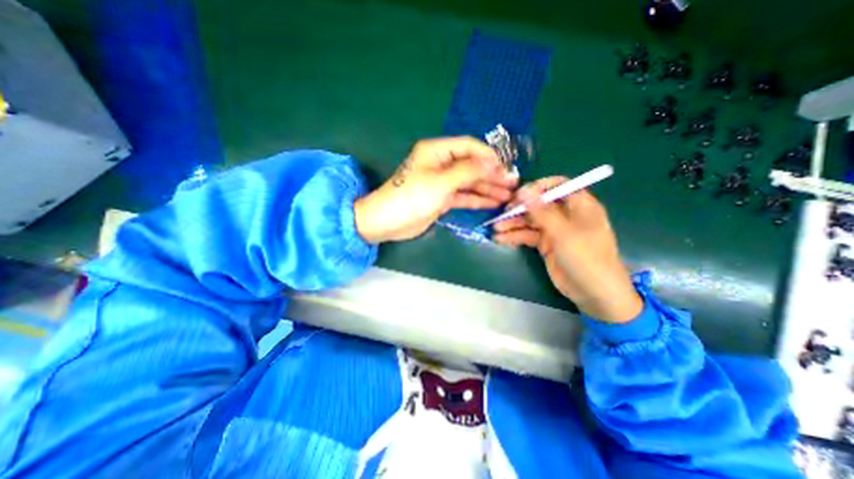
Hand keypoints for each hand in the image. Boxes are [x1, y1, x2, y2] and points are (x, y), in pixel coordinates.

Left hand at [352, 137, 515, 242]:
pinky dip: (476, 199)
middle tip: (512, 183)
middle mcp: (440, 164)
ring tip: (507, 195)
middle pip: (471, 165)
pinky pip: (462, 196)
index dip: (488, 155)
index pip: (468, 146)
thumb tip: (491, 163)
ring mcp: (441, 182)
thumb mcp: (441, 182)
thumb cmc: (412, 197)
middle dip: (491, 174)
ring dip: (487, 188)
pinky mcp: (441, 198)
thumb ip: (468, 171)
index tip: (505, 167)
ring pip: (469, 182)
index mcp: (437, 151)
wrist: (388, 222)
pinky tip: (492, 203)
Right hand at [495, 178, 639, 323]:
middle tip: (501, 213)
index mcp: (579, 205)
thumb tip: (523, 190)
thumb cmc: (586, 257)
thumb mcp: (563, 232)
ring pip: (531, 221)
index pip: (558, 186)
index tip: (519, 193)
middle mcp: (565, 215)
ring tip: (496, 229)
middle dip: (519, 208)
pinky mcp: (546, 244)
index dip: (538, 187)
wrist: (594, 293)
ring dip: (513, 224)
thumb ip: (542, 211)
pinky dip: (515, 237)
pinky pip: (528, 236)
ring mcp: (555, 230)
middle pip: (539, 204)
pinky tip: (501, 239)